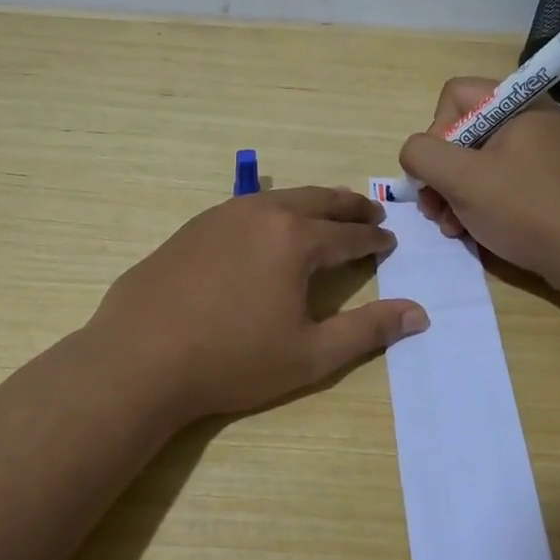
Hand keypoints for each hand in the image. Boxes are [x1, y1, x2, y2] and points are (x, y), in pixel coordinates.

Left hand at [89, 186, 428, 425]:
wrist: (140, 358)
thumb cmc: (232, 360)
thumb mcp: (311, 354)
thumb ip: (368, 331)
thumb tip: (420, 313)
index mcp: (296, 240)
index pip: (348, 234)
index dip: (373, 240)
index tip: (389, 242)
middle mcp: (262, 214)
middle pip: (318, 201)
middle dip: (349, 207)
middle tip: (370, 213)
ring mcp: (222, 215)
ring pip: (280, 198)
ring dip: (311, 204)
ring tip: (326, 214)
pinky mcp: (192, 227)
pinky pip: (246, 208)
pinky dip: (272, 211)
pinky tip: (267, 229)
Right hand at [397, 78, 559, 294]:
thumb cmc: (529, 209)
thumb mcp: (464, 179)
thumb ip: (423, 155)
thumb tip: (414, 154)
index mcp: (517, 104)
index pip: (454, 96)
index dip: (436, 132)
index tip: (439, 171)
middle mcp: (530, 121)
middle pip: (462, 133)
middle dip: (441, 174)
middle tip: (435, 210)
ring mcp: (541, 155)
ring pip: (477, 164)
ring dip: (454, 197)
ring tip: (452, 229)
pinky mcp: (547, 186)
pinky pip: (500, 185)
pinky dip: (480, 207)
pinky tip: (473, 234)